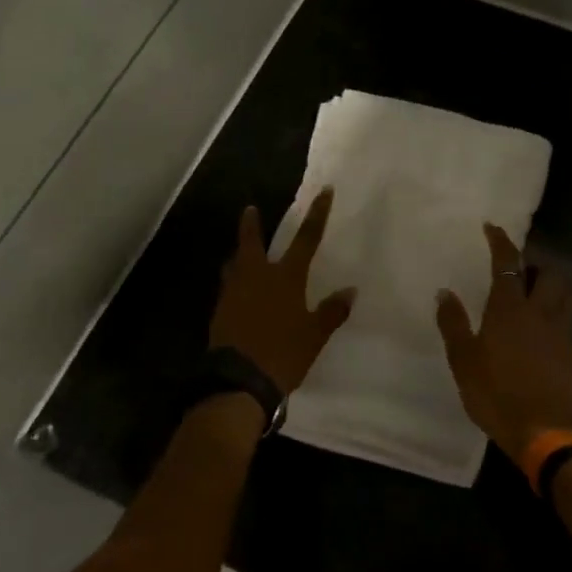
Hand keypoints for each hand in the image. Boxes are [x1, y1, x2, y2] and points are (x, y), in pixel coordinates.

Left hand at [208, 188, 355, 394]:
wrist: (238, 380)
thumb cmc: (283, 353)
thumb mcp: (314, 334)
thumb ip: (332, 311)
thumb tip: (351, 290)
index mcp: (285, 277)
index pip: (306, 239)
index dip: (317, 214)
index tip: (323, 191)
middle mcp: (257, 277)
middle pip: (252, 243)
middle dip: (251, 225)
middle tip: (249, 209)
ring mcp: (234, 292)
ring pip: (235, 264)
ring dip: (239, 254)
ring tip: (240, 252)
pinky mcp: (220, 311)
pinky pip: (228, 287)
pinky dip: (233, 280)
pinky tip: (237, 289)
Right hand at [435, 224, 571, 466]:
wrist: (541, 430)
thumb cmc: (494, 393)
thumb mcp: (463, 359)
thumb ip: (453, 323)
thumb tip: (444, 291)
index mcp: (509, 310)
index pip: (508, 264)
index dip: (501, 242)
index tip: (492, 227)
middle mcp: (540, 314)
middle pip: (548, 275)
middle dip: (536, 266)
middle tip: (520, 273)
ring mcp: (561, 334)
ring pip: (565, 297)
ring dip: (553, 288)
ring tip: (536, 298)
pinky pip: (566, 326)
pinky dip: (554, 321)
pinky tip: (541, 338)